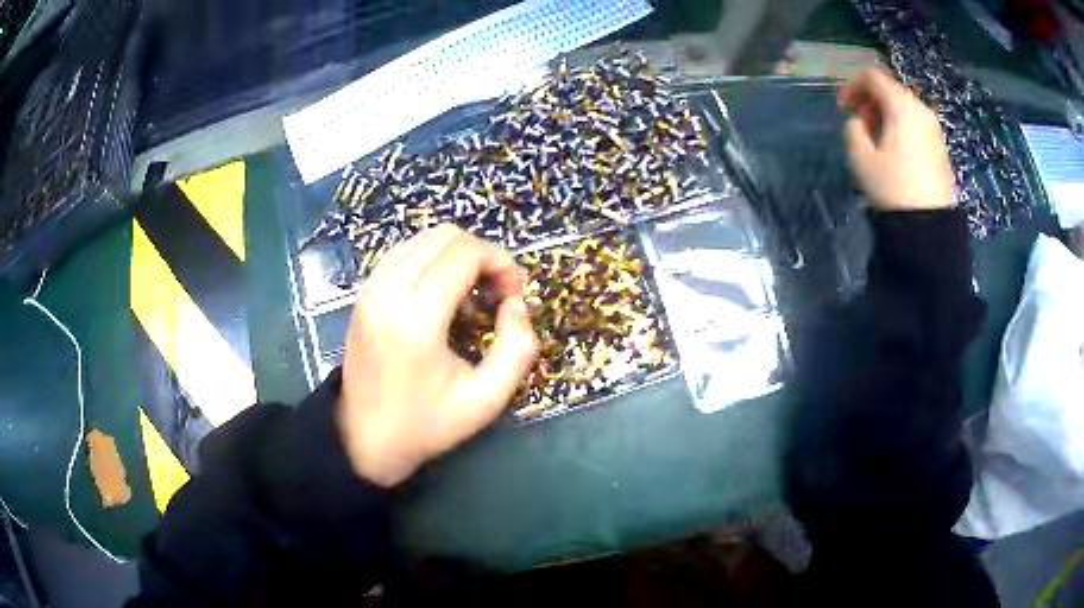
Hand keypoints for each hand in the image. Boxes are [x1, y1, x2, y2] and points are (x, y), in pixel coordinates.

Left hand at [336, 225, 538, 486]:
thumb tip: (516, 304)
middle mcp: (387, 292)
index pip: (465, 254)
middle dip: (482, 254)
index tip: (512, 295)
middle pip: (445, 236)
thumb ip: (517, 349)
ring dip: (457, 255)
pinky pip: (403, 252)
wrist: (363, 438)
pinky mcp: (363, 293)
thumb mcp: (486, 400)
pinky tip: (442, 293)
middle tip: (496, 291)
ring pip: (423, 238)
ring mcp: (370, 289)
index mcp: (416, 320)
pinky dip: (432, 260)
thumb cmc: (426, 424)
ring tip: (471, 293)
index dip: (500, 263)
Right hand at [838, 66, 953, 210]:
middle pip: (890, 90)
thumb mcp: (860, 157)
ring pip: (903, 108)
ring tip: (876, 143)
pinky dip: (900, 129)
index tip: (842, 107)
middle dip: (870, 102)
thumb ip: (853, 129)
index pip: (872, 76)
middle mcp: (921, 109)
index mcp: (901, 105)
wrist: (929, 228)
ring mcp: (934, 130)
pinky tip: (894, 153)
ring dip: (885, 116)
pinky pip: (915, 125)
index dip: (852, 85)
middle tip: (860, 127)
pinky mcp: (940, 148)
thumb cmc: (893, 187)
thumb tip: (860, 123)